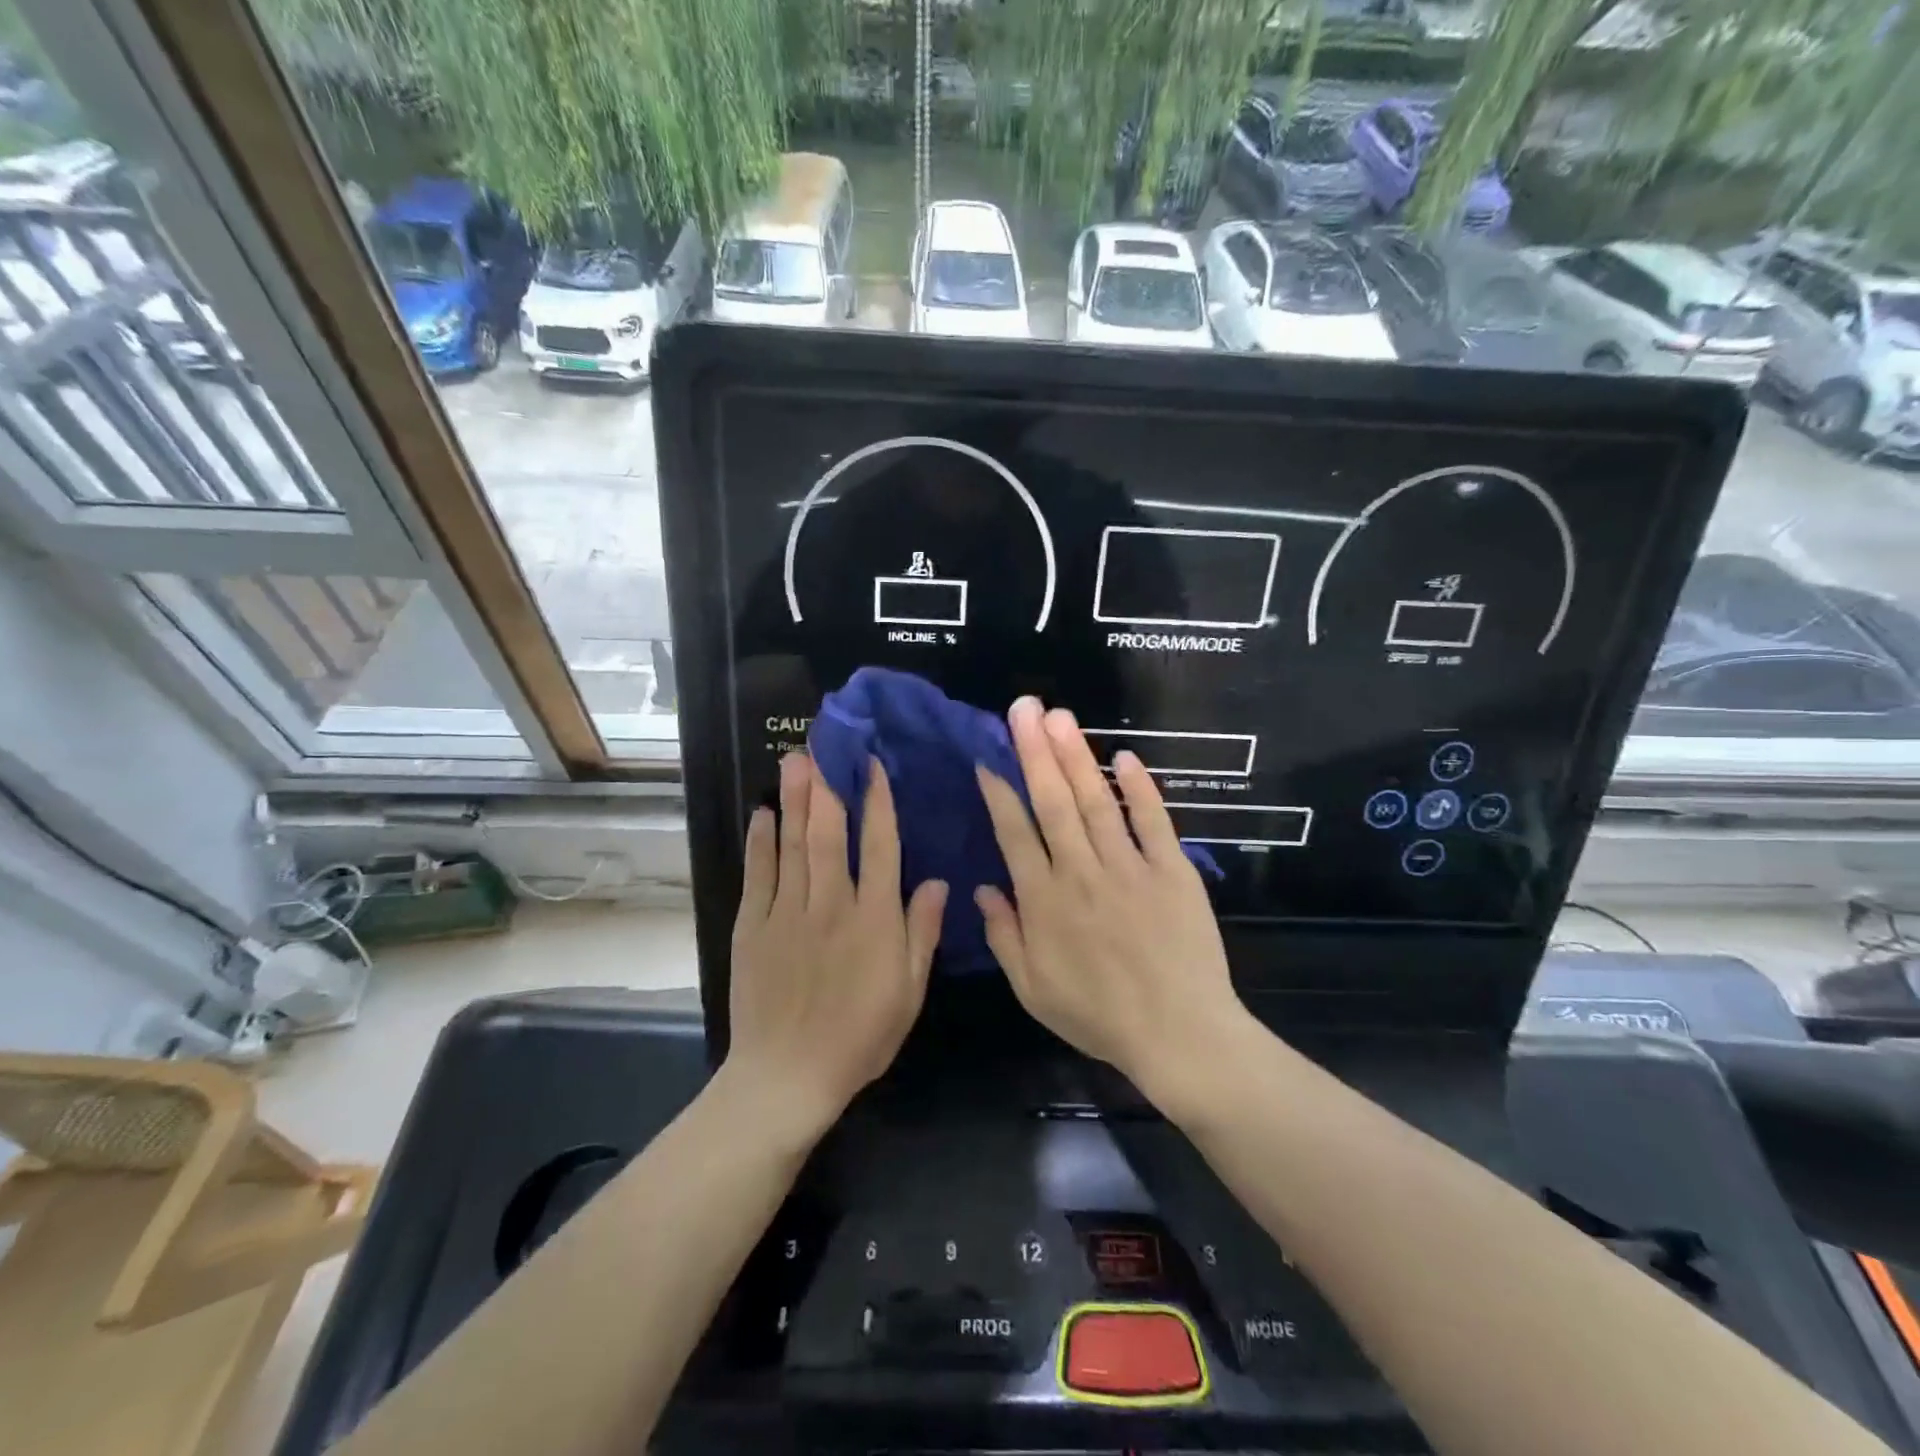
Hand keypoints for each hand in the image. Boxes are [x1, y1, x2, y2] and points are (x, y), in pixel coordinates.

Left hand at [726, 753, 946, 1137]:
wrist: (788, 1077)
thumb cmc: (860, 1037)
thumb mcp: (908, 992)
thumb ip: (921, 933)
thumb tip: (936, 882)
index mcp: (874, 920)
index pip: (881, 848)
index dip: (878, 803)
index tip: (873, 767)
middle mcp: (831, 905)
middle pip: (830, 834)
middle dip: (829, 786)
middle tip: (823, 746)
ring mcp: (788, 913)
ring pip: (794, 845)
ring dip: (796, 800)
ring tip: (795, 761)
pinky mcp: (754, 927)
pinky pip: (759, 875)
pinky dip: (761, 842)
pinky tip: (763, 814)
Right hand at [974, 698, 1250, 1107]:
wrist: (1179, 1035)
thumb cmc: (1099, 1017)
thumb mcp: (1033, 990)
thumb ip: (1004, 937)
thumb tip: (982, 889)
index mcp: (1045, 901)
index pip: (1015, 833)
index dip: (999, 792)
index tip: (989, 757)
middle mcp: (1081, 872)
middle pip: (1053, 802)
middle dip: (1035, 751)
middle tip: (1023, 707)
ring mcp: (1130, 867)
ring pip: (1097, 801)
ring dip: (1076, 756)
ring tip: (1060, 716)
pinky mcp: (1172, 870)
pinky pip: (1154, 822)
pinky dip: (1141, 788)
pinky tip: (1126, 756)